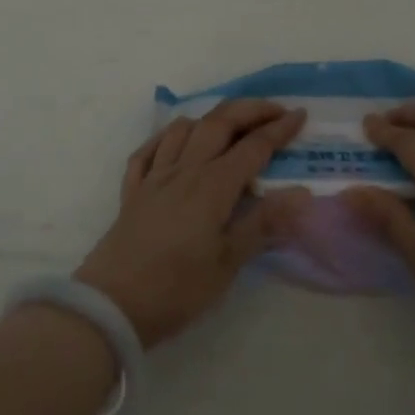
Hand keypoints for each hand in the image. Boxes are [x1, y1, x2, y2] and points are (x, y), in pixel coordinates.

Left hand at [76, 100, 307, 347]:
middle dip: (250, 110)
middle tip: (275, 110)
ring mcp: (155, 176)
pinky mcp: (132, 190)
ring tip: (230, 124)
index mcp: (213, 185)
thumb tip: (302, 193)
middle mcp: (185, 169)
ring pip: (183, 128)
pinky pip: (149, 149)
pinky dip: (167, 137)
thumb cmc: (177, 288)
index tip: (300, 115)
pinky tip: (176, 142)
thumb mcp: (228, 262)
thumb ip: (264, 223)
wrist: (112, 304)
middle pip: (219, 123)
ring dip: (210, 118)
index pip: (253, 146)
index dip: (279, 129)